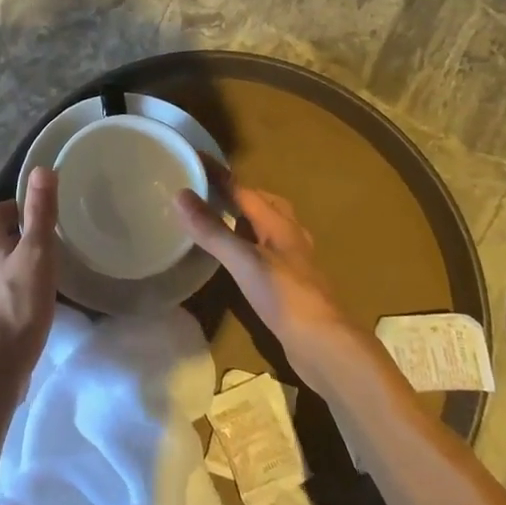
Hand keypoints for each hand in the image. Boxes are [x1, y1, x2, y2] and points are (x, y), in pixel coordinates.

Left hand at [0, 168, 58, 394]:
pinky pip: (6, 286)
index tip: (40, 209)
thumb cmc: (20, 302)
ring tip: (49, 263)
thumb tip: (41, 169)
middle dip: (20, 232)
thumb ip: (40, 212)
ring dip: (21, 258)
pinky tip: (39, 293)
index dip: (16, 206)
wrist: (0, 361)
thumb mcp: (37, 252)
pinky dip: (20, 282)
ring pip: (2, 262)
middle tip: (50, 235)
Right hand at [175, 177, 348, 361]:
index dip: (219, 174)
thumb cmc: (285, 297)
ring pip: (270, 229)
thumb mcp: (243, 261)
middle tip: (211, 190)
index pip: (243, 189)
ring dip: (248, 219)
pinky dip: (251, 245)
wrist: (325, 346)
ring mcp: (294, 263)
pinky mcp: (293, 285)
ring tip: (222, 219)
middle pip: (265, 204)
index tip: (195, 158)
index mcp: (279, 224)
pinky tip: (240, 259)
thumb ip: (212, 230)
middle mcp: (290, 237)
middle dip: (240, 193)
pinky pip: (269, 252)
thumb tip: (180, 195)